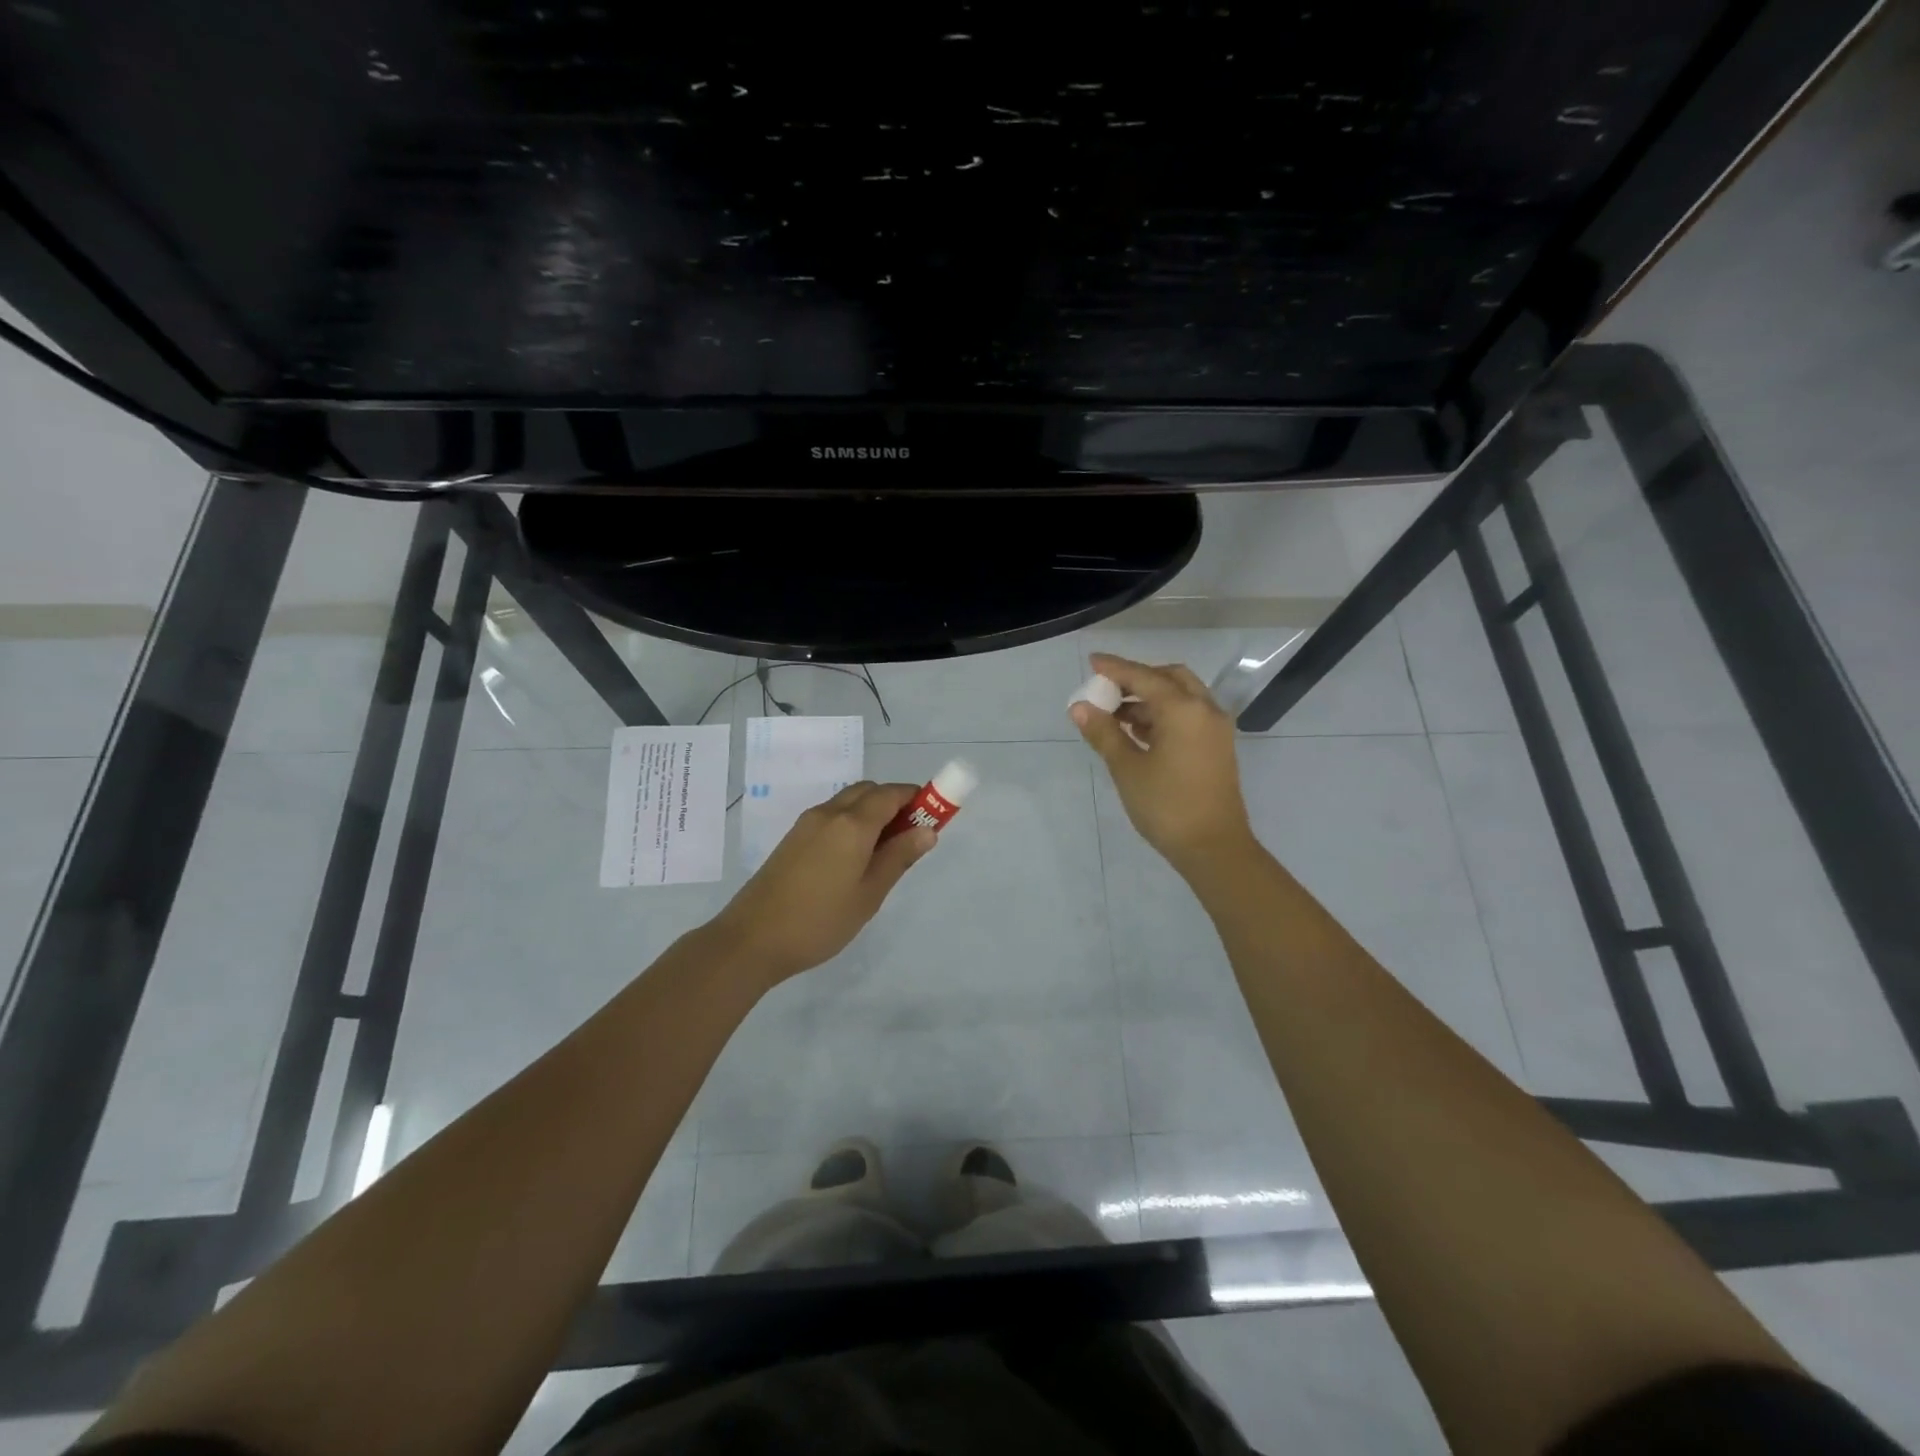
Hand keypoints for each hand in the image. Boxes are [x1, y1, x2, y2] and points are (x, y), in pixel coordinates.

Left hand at [706, 781, 936, 984]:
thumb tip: (927, 830)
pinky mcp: (793, 838)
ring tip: (882, 853)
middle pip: (869, 791)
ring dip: (871, 812)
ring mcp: (807, 823)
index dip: (916, 798)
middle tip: (909, 837)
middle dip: (894, 803)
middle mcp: (829, 813)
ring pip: (848, 802)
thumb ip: (899, 857)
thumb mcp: (870, 893)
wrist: (752, 939)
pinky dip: (851, 822)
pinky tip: (853, 859)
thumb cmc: (820, 920)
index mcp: (852, 823)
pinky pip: (831, 816)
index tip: (933, 816)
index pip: (891, 794)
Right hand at [1070, 653, 1255, 874]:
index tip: (1092, 661)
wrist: (1214, 848)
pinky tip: (1138, 731)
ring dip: (1149, 698)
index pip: (1143, 677)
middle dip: (1137, 678)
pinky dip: (1164, 714)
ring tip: (1115, 714)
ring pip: (1181, 697)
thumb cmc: (1166, 806)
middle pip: (1169, 678)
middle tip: (1108, 689)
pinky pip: (1189, 715)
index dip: (1115, 668)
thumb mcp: (1127, 768)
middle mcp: (1205, 710)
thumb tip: (1079, 707)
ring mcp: (1215, 729)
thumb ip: (1103, 733)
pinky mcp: (1217, 746)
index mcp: (1183, 709)